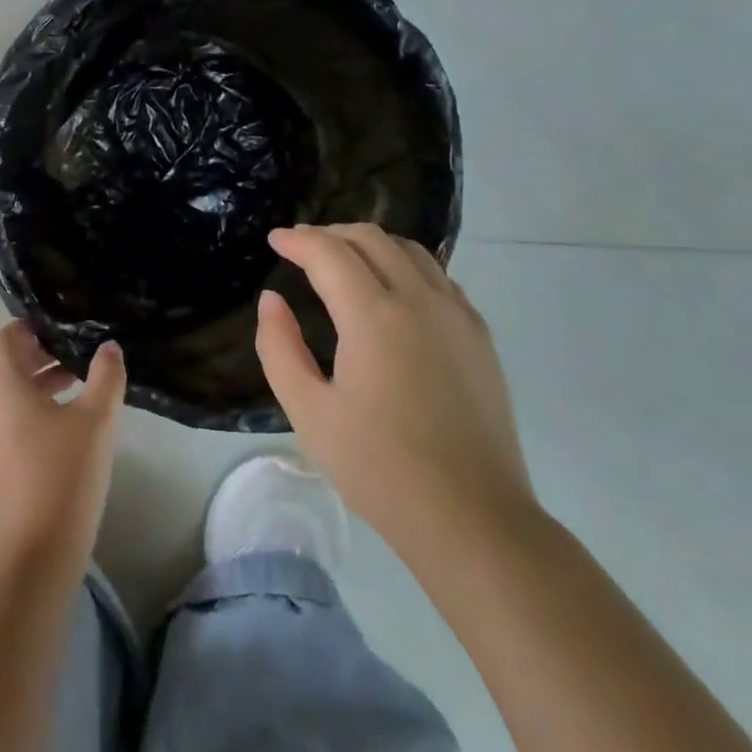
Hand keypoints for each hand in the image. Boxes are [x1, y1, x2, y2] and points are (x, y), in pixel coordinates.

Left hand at [0, 322, 125, 573]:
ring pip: (11, 398)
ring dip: (41, 386)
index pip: (4, 339)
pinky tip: (70, 430)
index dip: (29, 328)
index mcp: (3, 389)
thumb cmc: (63, 474)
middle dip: (41, 356)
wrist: (34, 555)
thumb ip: (105, 377)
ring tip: (80, 388)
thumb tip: (108, 348)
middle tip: (79, 355)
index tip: (62, 327)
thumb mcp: (96, 420)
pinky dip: (36, 414)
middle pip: (7, 368)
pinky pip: (13, 425)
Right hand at [257, 224, 536, 558]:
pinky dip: (405, 266)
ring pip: (411, 251)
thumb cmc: (378, 468)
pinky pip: (438, 278)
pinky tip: (391, 292)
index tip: (275, 240)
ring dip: (370, 245)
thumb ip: (279, 347)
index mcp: (374, 316)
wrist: (472, 518)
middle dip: (331, 233)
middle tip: (302, 248)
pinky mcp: (479, 337)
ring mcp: (458, 316)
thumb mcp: (308, 411)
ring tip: (343, 262)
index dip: (298, 240)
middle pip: (373, 239)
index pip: (329, 252)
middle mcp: (420, 300)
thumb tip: (272, 300)